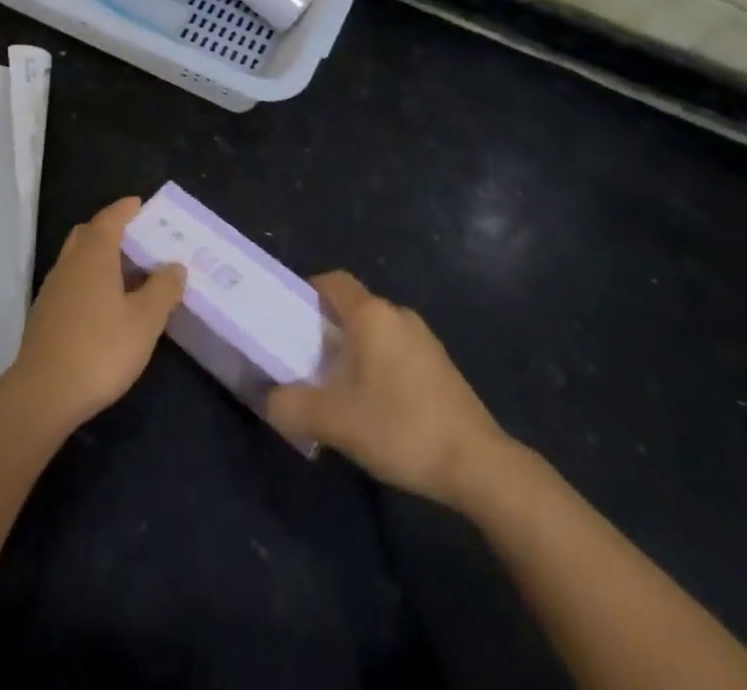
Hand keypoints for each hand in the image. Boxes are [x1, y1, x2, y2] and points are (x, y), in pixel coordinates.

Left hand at [10, 197, 185, 433]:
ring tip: (126, 274)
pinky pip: (70, 282)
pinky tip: (104, 306)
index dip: (125, 209)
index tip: (140, 204)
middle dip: (110, 230)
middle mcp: (70, 263)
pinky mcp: (44, 315)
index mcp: (94, 255)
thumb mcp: (145, 320)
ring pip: (77, 259)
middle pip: (88, 234)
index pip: (110, 219)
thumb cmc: (101, 349)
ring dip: (99, 257)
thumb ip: (163, 289)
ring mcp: (53, 289)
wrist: (43, 394)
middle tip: (136, 239)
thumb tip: (175, 266)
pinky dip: (88, 280)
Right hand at [268, 271, 506, 508]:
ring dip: (354, 351)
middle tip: (306, 361)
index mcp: (371, 315)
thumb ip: (293, 406)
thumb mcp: (335, 421)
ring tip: (337, 388)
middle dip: (327, 329)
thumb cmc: (400, 427)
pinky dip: (378, 365)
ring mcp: (424, 338)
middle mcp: (398, 315)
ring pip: (376, 332)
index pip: (333, 282)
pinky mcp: (440, 365)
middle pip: (353, 307)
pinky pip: (397, 350)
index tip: (290, 319)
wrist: (477, 464)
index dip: (308, 293)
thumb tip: (269, 399)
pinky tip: (375, 406)